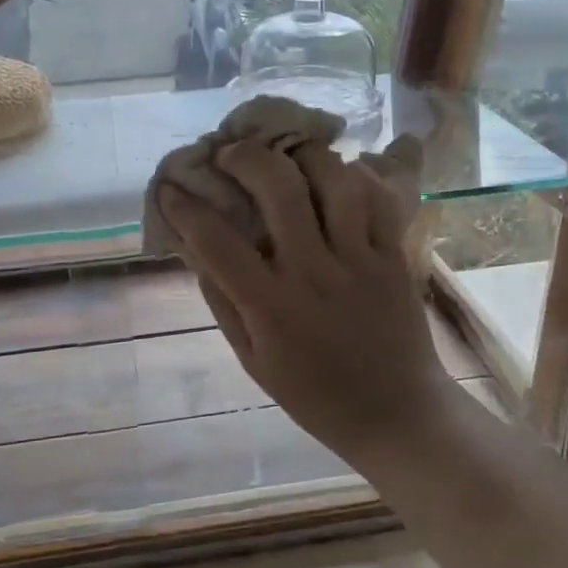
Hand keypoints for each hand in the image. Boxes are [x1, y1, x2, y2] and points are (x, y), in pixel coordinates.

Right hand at [160, 142, 455, 459]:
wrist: (396, 414)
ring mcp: (359, 260)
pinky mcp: (393, 256)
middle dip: (246, 157)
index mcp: (271, 305)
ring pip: (335, 180)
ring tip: (286, 155)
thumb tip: (197, 252)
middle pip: (279, 188)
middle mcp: (313, 272)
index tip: (170, 189)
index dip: (185, 207)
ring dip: (303, 156)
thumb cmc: (315, 395)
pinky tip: (336, 175)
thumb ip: (224, 303)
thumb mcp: (253, 361)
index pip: (217, 241)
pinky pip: (377, 199)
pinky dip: (354, 176)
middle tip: (229, 153)